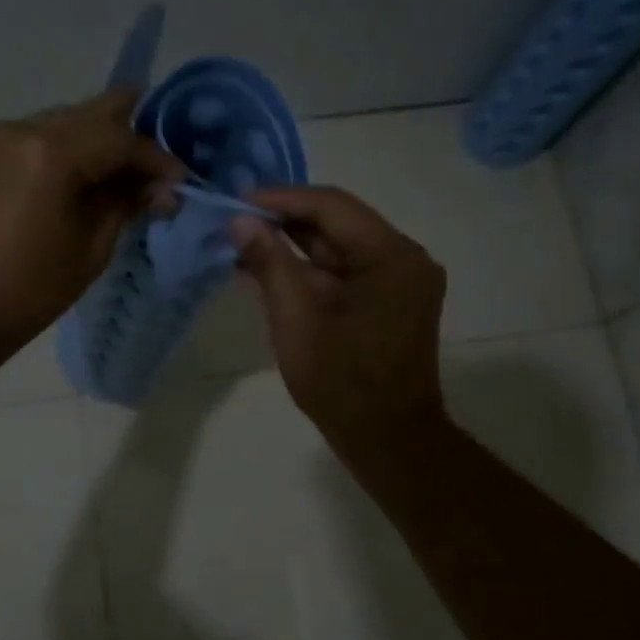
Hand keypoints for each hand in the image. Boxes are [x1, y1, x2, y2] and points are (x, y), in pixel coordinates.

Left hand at [0, 89, 182, 355]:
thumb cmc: (28, 291)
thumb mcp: (90, 250)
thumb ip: (125, 205)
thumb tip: (161, 187)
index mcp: (51, 153)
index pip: (120, 137)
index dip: (156, 157)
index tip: (181, 180)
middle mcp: (23, 128)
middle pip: (94, 112)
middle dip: (132, 135)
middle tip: (159, 168)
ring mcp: (0, 135)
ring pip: (69, 120)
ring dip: (102, 141)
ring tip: (128, 177)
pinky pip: (44, 136)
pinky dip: (73, 149)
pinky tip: (91, 176)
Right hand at [231, 186, 448, 455]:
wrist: (389, 440)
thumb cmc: (341, 383)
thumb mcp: (296, 320)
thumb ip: (270, 264)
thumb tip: (240, 221)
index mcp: (391, 255)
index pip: (330, 205)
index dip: (280, 199)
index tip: (236, 202)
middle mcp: (405, 257)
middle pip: (337, 223)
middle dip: (284, 223)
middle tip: (234, 224)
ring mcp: (402, 281)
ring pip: (340, 249)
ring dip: (294, 248)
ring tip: (244, 248)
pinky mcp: (392, 302)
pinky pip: (347, 273)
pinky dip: (311, 273)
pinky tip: (271, 273)